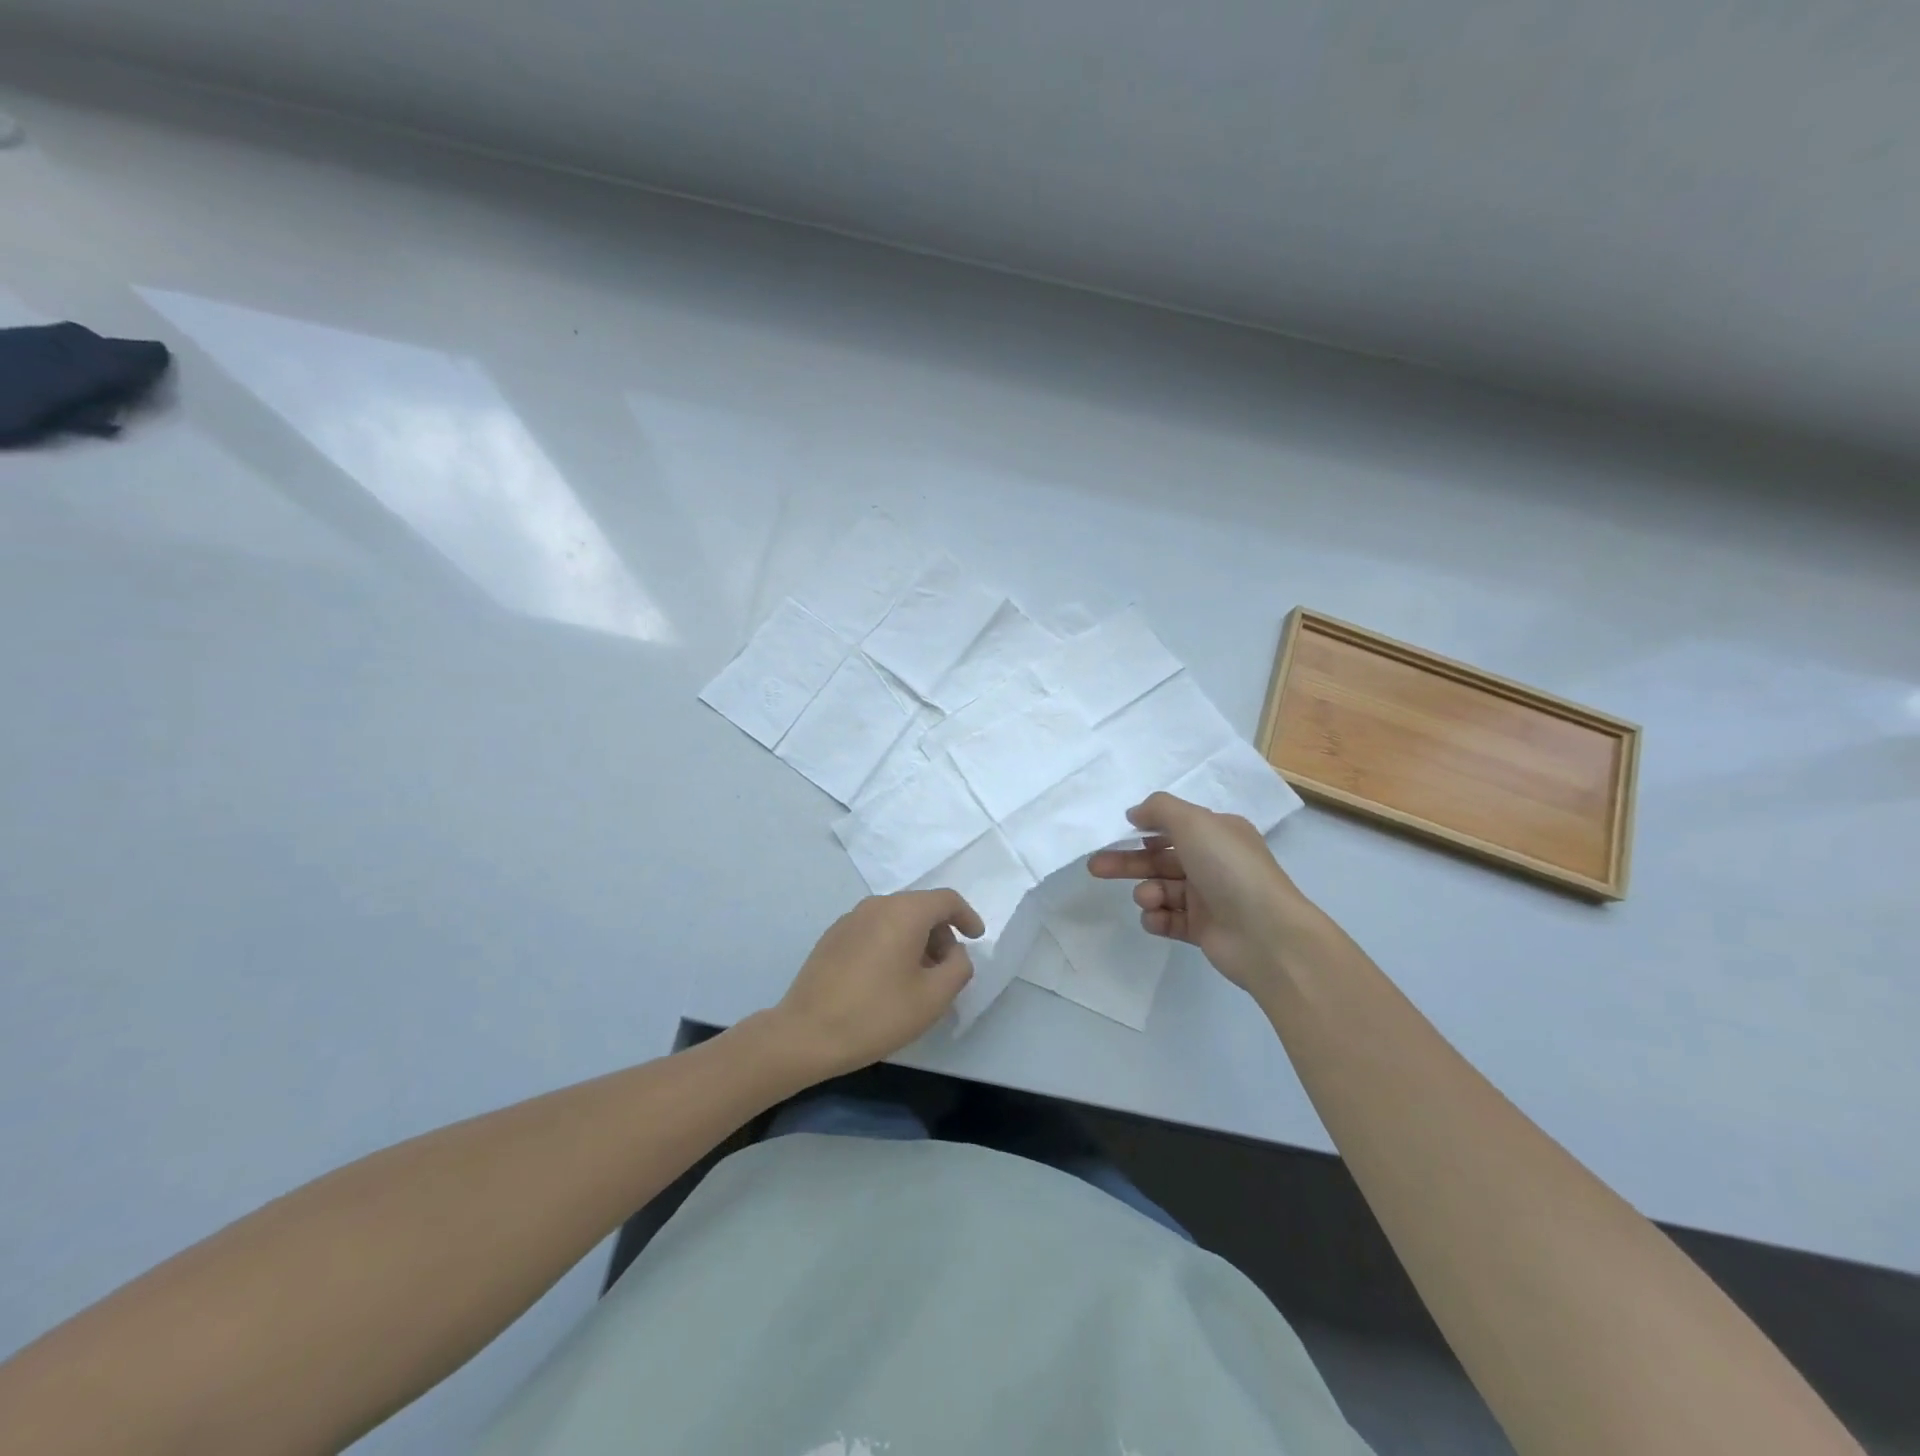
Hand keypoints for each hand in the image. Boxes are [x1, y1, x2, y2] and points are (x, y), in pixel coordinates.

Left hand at [771, 890, 983, 1079]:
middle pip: (920, 907)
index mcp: (904, 912)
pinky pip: (874, 929)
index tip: (977, 938)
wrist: (806, 1034)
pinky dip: (891, 944)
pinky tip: (886, 980)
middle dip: (941, 933)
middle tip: (946, 969)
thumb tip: (955, 952)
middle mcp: (876, 905)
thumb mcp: (933, 998)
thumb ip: (958, 968)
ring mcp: (850, 919)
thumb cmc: (876, 1014)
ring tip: (918, 979)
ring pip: (896, 919)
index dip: (967, 916)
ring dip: (915, 940)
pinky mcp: (832, 936)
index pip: (946, 900)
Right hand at [1088, 792, 1318, 993]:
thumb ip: (1159, 809)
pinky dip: (1157, 918)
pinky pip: (1169, 920)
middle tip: (1096, 867)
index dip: (1145, 828)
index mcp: (1218, 834)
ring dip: (1147, 892)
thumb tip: (1136, 813)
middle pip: (1160, 859)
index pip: (1175, 826)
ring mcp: (1209, 898)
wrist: (1266, 934)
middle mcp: (1214, 863)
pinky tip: (1155, 918)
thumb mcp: (1194, 822)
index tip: (1118, 832)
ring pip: (1162, 889)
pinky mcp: (1203, 930)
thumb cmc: (1229, 869)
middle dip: (1128, 861)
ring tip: (1148, 899)